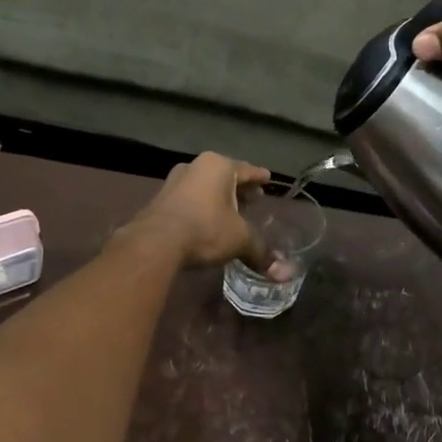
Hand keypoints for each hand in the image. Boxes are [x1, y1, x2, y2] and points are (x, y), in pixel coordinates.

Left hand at [128, 152, 278, 271]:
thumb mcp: (239, 239)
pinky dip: (201, 205)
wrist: (155, 243)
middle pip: (224, 176)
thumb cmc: (205, 229)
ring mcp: (174, 181)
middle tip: (253, 198)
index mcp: (219, 166)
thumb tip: (286, 274)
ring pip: (204, 186)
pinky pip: (189, 198)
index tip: (267, 178)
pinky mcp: (160, 198)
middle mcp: (195, 166)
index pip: (246, 170)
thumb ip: (261, 252)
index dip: (259, 177)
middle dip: (239, 188)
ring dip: (218, 197)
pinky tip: (205, 220)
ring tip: (230, 211)